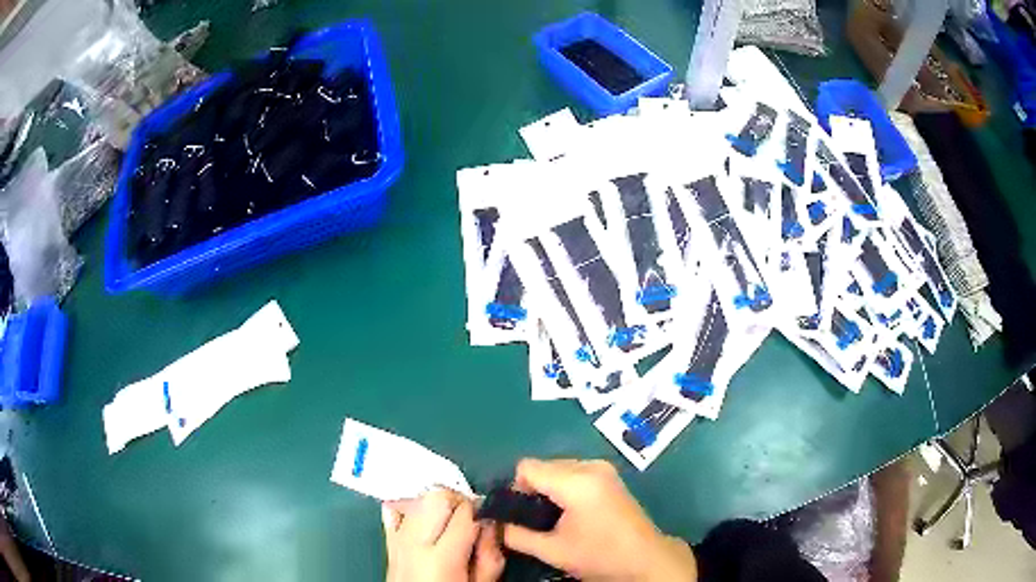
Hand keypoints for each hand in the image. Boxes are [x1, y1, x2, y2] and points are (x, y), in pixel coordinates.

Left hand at [383, 489, 504, 581]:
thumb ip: (489, 556)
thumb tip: (491, 524)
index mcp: (441, 557)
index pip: (464, 512)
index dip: (482, 511)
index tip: (490, 521)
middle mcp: (414, 542)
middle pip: (437, 496)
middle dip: (459, 502)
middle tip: (472, 521)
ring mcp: (397, 539)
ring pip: (417, 498)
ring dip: (437, 504)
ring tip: (450, 523)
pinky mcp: (388, 541)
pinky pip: (395, 511)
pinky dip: (411, 509)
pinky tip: (425, 522)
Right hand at [502, 459, 696, 581]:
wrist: (645, 558)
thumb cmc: (599, 555)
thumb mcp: (553, 550)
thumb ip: (517, 535)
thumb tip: (494, 525)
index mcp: (576, 481)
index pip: (527, 467)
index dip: (515, 489)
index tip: (519, 513)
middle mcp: (590, 466)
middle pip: (543, 465)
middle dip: (532, 489)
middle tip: (535, 519)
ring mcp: (603, 468)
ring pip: (559, 467)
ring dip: (549, 488)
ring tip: (554, 517)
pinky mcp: (610, 475)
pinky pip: (574, 472)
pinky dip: (564, 486)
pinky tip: (570, 511)